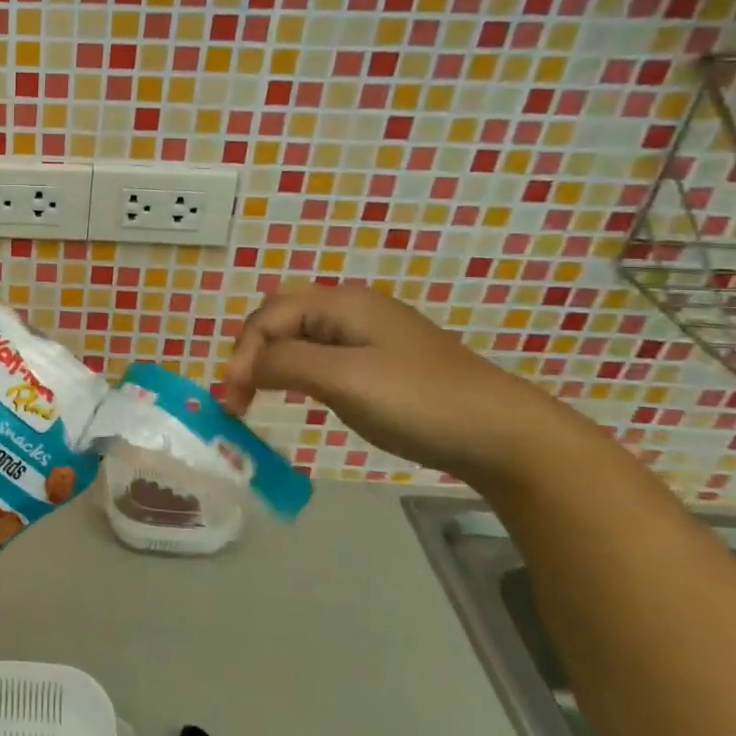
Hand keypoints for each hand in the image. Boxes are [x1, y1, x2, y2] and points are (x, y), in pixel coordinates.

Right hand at [217, 282, 576, 485]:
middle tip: (242, 393)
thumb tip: (244, 367)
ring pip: (300, 335)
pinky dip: (298, 369)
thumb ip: (284, 364)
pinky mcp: (381, 359)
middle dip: (252, 350)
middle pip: (280, 316)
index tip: (234, 400)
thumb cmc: (417, 400)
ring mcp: (369, 333)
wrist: (501, 434)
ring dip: (272, 360)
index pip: (269, 317)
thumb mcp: (342, 379)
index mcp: (341, 302)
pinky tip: (299, 391)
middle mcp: (351, 308)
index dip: (243, 354)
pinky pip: (322, 353)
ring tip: (258, 394)